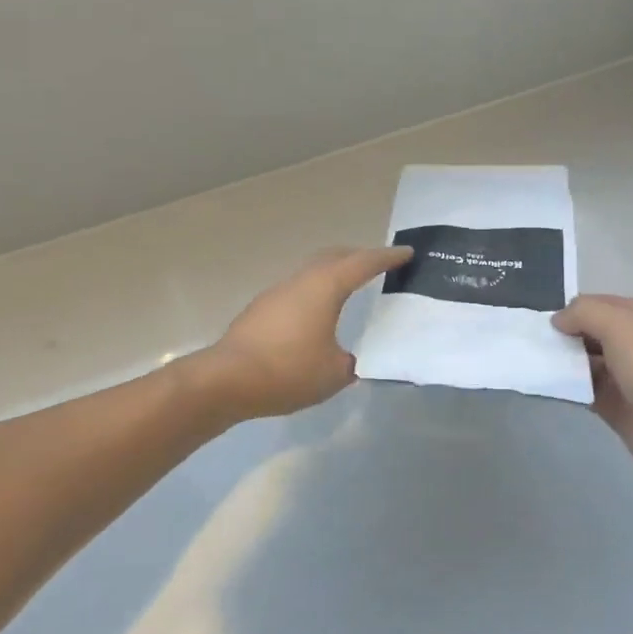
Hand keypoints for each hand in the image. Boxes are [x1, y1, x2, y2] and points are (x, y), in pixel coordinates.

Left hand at [200, 246, 412, 419]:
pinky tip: (317, 316)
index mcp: (325, 287)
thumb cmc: (288, 371)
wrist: (226, 380)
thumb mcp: (333, 374)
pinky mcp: (261, 310)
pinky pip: (297, 290)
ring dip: (333, 274)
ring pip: (312, 272)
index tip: (407, 253)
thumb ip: (348, 363)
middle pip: (334, 257)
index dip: (387, 257)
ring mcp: (277, 293)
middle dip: (358, 257)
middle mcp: (301, 281)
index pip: (363, 263)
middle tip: (379, 264)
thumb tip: (345, 359)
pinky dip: (315, 292)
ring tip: (350, 288)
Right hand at [552, 295, 632, 493]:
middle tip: (533, 344)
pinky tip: (547, 387)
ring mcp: (628, 375)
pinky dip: (567, 388)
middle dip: (564, 336)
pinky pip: (585, 389)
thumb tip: (558, 321)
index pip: (599, 303)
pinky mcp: (618, 405)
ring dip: (563, 362)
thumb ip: (583, 312)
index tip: (543, 324)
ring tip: (534, 364)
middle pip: (591, 332)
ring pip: (586, 361)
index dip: (572, 311)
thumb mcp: (619, 324)